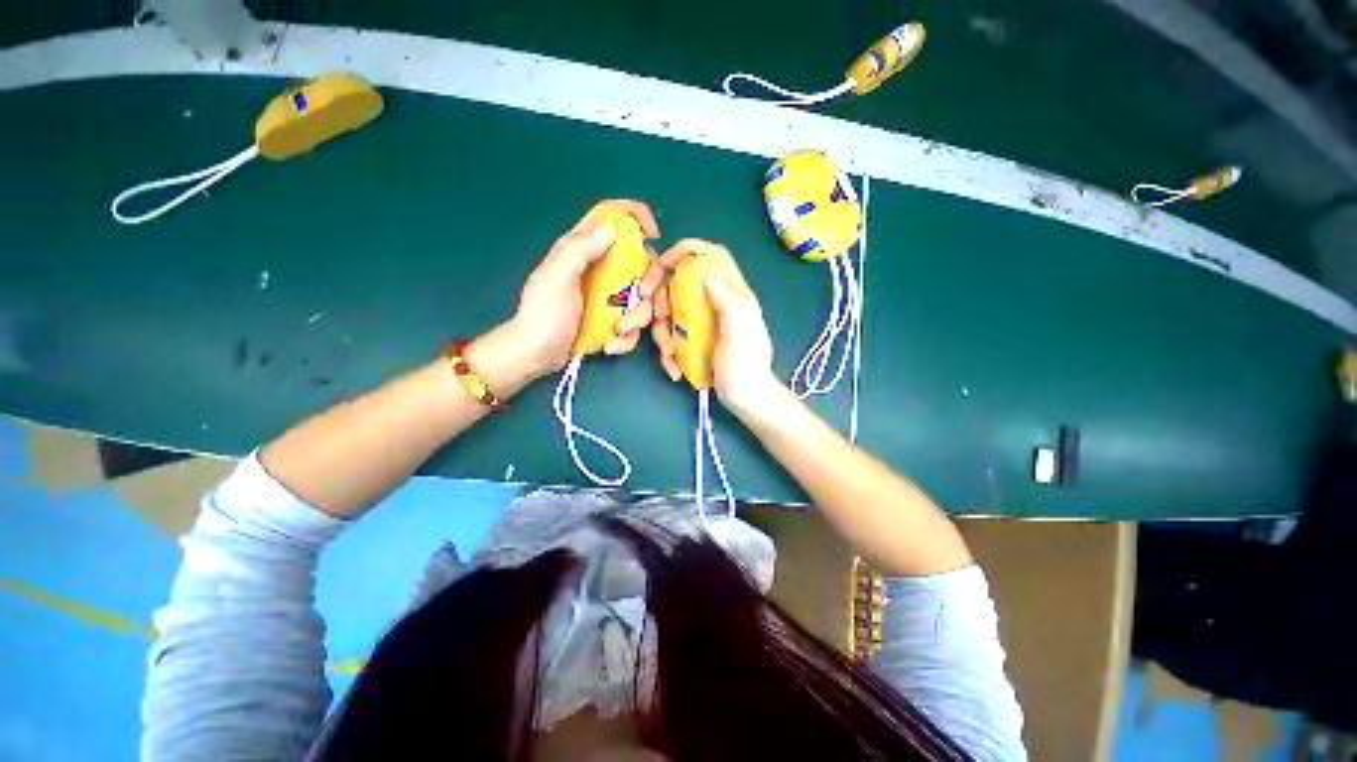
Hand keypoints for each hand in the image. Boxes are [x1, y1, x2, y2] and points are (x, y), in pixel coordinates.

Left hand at [503, 199, 663, 377]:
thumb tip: (612, 227)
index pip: (613, 217)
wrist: (537, 355)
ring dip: (637, 317)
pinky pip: (635, 322)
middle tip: (642, 297)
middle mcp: (602, 268)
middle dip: (649, 281)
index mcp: (584, 248)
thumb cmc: (543, 315)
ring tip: (617, 331)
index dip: (636, 216)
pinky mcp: (614, 318)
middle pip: (641, 261)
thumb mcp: (557, 278)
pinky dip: (628, 336)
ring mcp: (610, 296)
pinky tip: (610, 344)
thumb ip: (580, 250)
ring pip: (644, 296)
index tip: (653, 235)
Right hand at [653, 239, 780, 416]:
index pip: (712, 255)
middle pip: (681, 281)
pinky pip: (672, 334)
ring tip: (668, 354)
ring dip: (662, 331)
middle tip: (654, 316)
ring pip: (671, 310)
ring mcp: (703, 321)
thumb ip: (727, 299)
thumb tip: (706, 269)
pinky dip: (667, 349)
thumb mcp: (739, 331)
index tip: (664, 265)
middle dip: (661, 297)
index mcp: (732, 293)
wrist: (747, 401)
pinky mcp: (695, 339)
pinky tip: (673, 366)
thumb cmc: (746, 367)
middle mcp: (716, 302)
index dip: (687, 251)